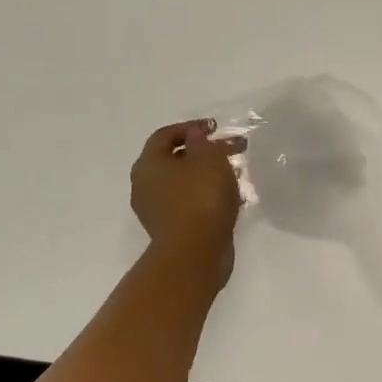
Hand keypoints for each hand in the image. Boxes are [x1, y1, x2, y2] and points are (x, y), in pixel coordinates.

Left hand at [132, 120, 245, 283]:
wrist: (195, 254)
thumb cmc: (199, 196)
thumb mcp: (207, 157)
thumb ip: (201, 141)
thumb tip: (194, 137)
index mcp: (148, 165)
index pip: (164, 135)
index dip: (190, 127)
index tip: (215, 128)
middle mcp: (146, 186)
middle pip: (175, 159)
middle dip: (203, 151)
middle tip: (229, 149)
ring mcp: (157, 211)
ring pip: (184, 182)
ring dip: (208, 174)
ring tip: (235, 172)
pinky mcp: (172, 230)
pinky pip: (190, 203)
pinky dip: (208, 195)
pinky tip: (232, 196)